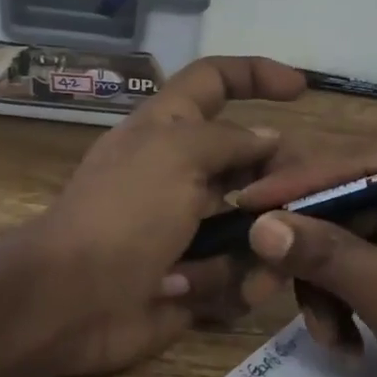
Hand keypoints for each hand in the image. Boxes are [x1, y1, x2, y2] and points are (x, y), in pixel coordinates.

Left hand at [15, 56, 306, 376]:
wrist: (71, 301)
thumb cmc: (123, 213)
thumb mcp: (176, 154)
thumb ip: (229, 139)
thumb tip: (268, 137)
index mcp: (169, 130)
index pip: (215, 80)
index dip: (256, 74)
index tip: (302, 90)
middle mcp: (182, 173)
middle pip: (251, 161)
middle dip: (280, 182)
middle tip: (304, 202)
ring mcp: (189, 227)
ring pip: (255, 224)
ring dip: (260, 247)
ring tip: (257, 266)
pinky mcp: (194, 275)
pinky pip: (240, 275)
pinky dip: (237, 286)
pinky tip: (222, 294)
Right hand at [229, 144, 376, 376]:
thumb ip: (326, 256)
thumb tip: (257, 224)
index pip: (352, 164)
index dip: (293, 186)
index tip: (240, 207)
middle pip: (339, 204)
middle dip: (306, 253)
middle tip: (264, 287)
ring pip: (339, 242)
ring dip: (323, 290)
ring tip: (331, 338)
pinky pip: (354, 270)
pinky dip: (341, 305)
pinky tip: (347, 344)